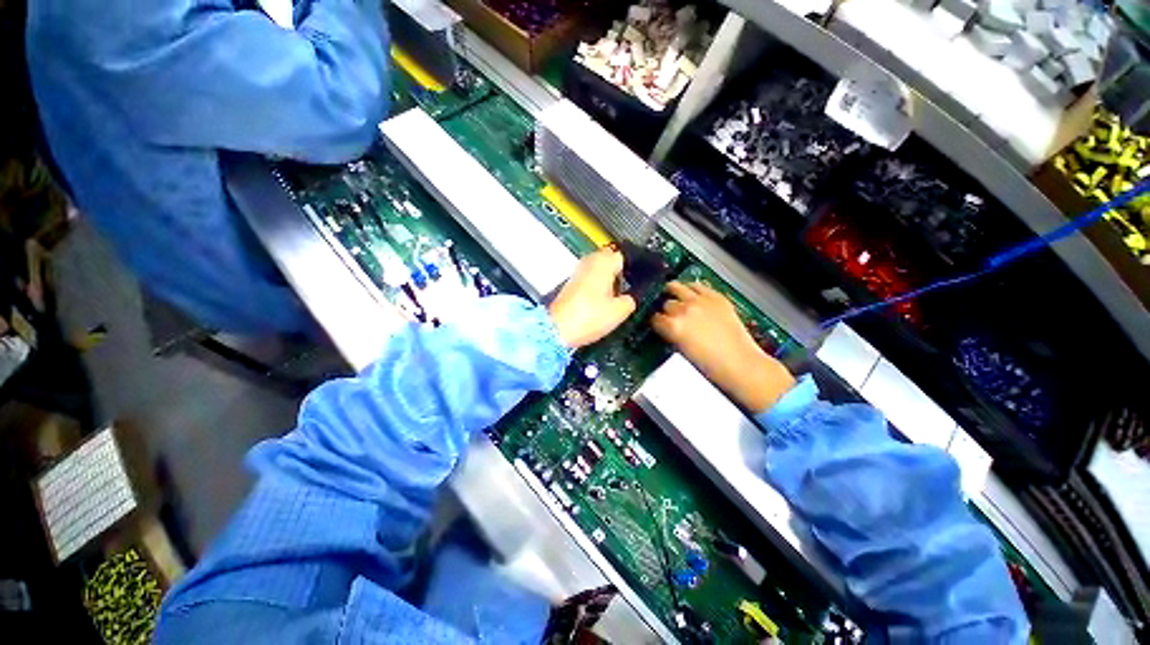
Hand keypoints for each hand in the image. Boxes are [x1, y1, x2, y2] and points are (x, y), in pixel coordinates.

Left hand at [548, 247, 636, 348]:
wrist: (557, 328)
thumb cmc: (589, 317)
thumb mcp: (620, 311)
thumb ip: (631, 300)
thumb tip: (631, 297)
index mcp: (604, 262)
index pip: (626, 255)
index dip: (636, 267)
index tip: (642, 278)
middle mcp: (590, 261)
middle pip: (611, 260)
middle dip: (621, 272)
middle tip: (631, 287)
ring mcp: (578, 271)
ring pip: (600, 269)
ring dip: (610, 279)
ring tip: (618, 296)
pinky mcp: (572, 283)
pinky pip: (591, 278)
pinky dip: (599, 285)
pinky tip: (603, 301)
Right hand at [652, 281, 794, 411]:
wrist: (740, 364)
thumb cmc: (711, 365)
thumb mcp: (681, 350)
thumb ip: (672, 335)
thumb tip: (667, 327)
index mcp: (673, 327)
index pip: (654, 318)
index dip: (655, 322)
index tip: (658, 324)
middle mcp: (684, 310)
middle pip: (666, 303)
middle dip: (666, 310)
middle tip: (670, 315)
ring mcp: (700, 301)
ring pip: (677, 287)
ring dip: (674, 292)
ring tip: (673, 294)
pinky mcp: (716, 297)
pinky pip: (697, 285)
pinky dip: (692, 289)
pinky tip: (691, 293)